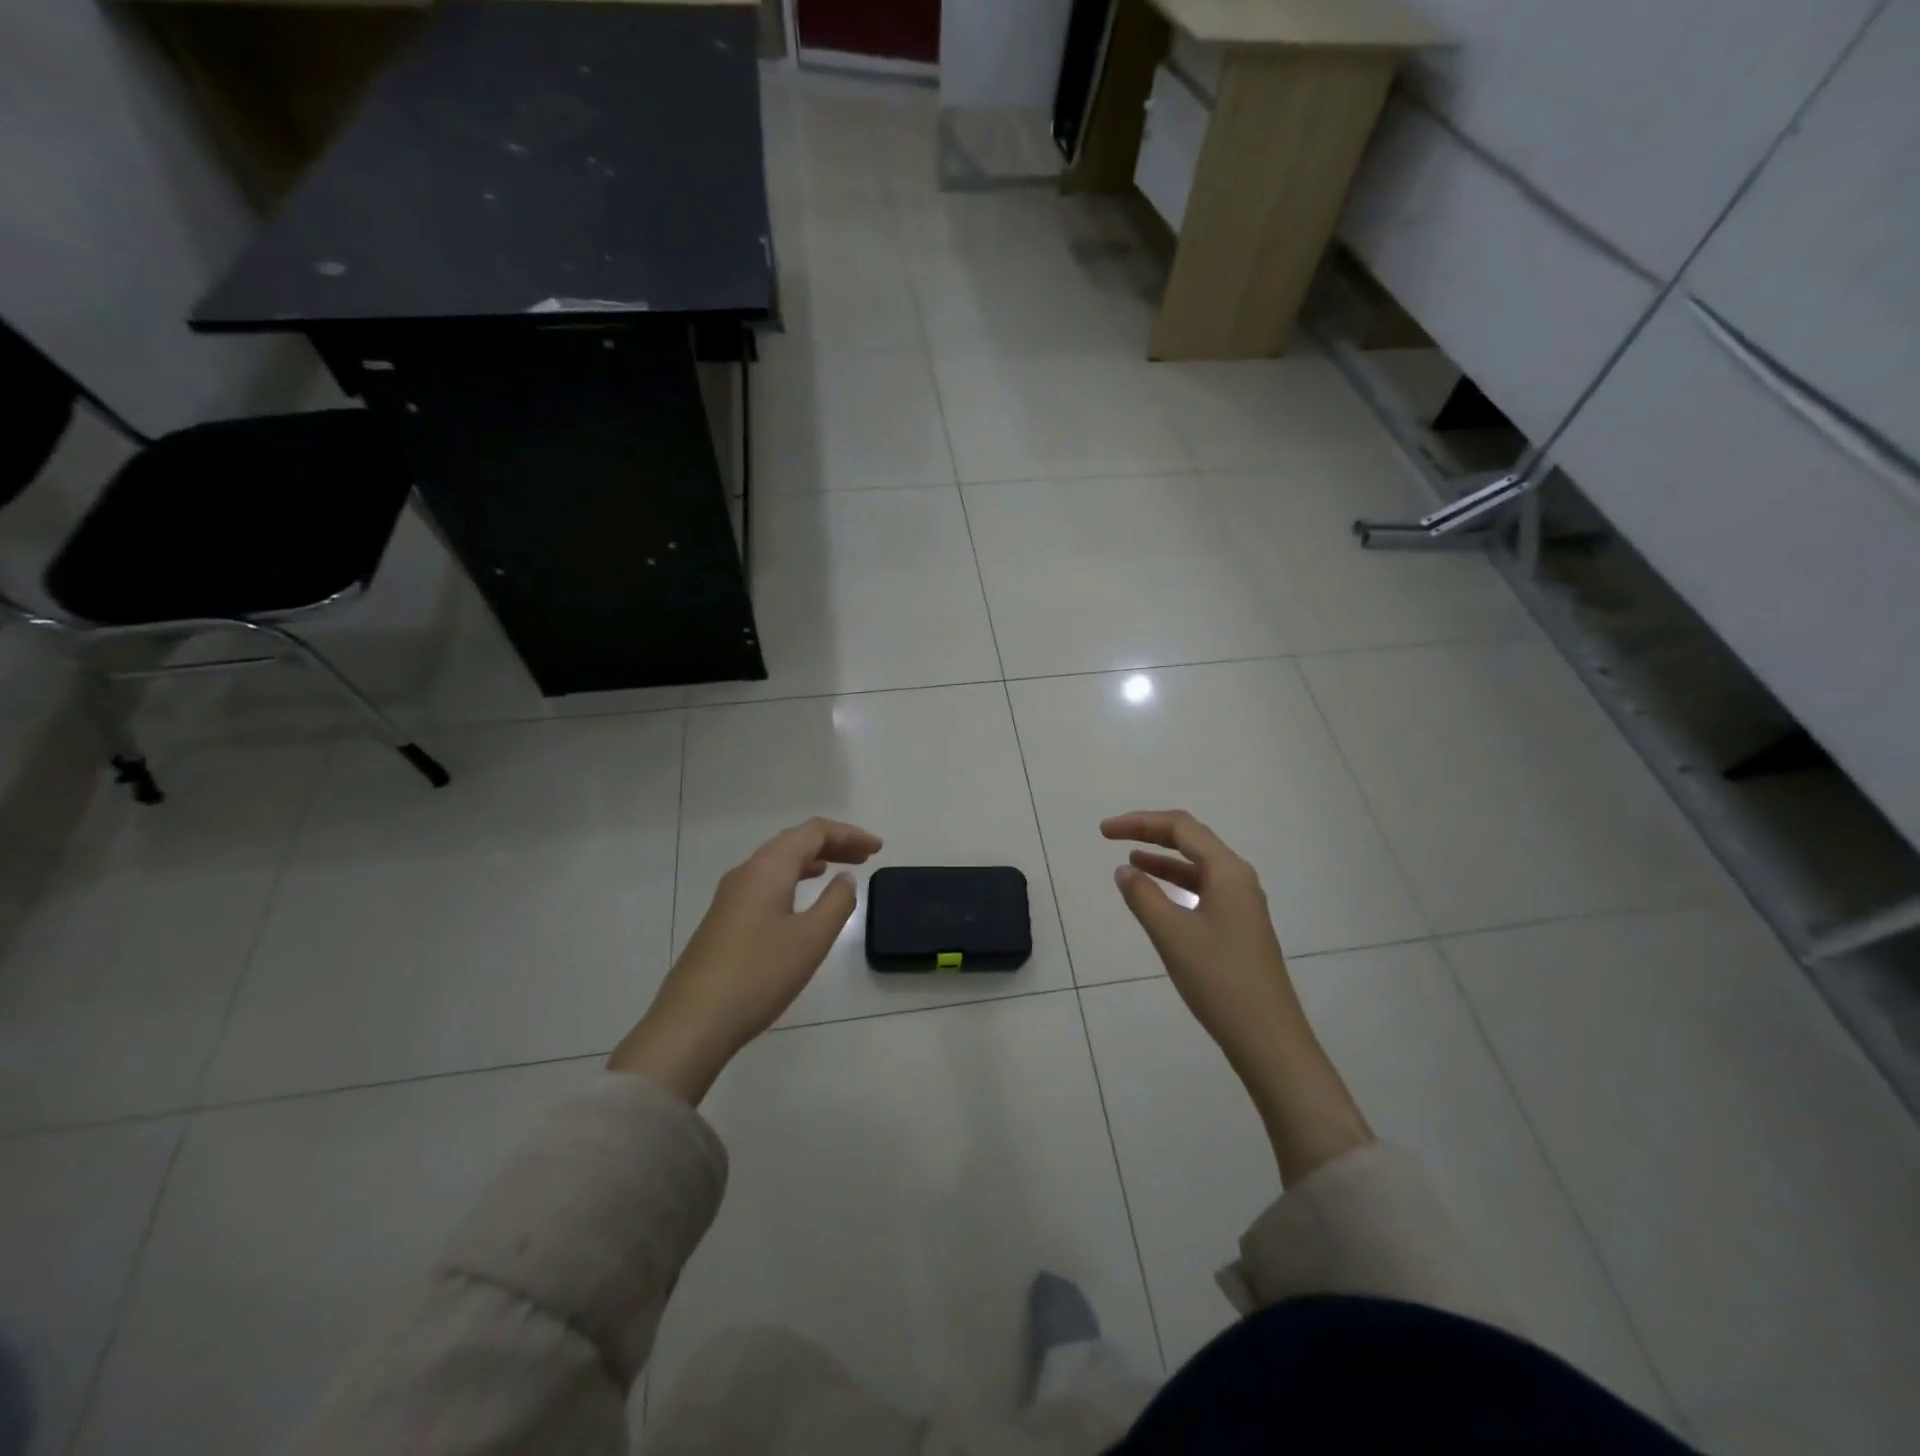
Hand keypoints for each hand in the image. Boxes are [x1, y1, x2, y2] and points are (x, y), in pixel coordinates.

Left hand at [609, 817, 882, 1102]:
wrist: (692, 1023)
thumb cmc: (759, 975)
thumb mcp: (811, 938)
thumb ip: (836, 902)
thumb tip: (844, 878)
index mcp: (768, 868)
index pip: (813, 832)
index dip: (848, 834)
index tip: (878, 848)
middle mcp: (746, 872)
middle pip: (794, 842)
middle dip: (832, 844)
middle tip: (865, 856)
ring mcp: (730, 897)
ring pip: (778, 863)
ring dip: (812, 861)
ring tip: (841, 871)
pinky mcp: (724, 920)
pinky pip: (766, 883)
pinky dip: (793, 879)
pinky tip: (802, 899)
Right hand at [1103, 810, 1369, 1181]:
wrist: (1267, 1037)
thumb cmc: (1218, 979)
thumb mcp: (1172, 934)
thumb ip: (1143, 896)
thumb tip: (1124, 869)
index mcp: (1227, 871)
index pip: (1180, 827)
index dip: (1140, 822)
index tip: (1104, 831)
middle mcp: (1238, 879)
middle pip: (1191, 840)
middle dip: (1151, 833)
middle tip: (1112, 836)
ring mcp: (1241, 904)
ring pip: (1197, 867)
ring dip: (1163, 860)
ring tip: (1129, 860)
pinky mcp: (1238, 927)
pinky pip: (1202, 890)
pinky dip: (1175, 885)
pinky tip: (1156, 897)